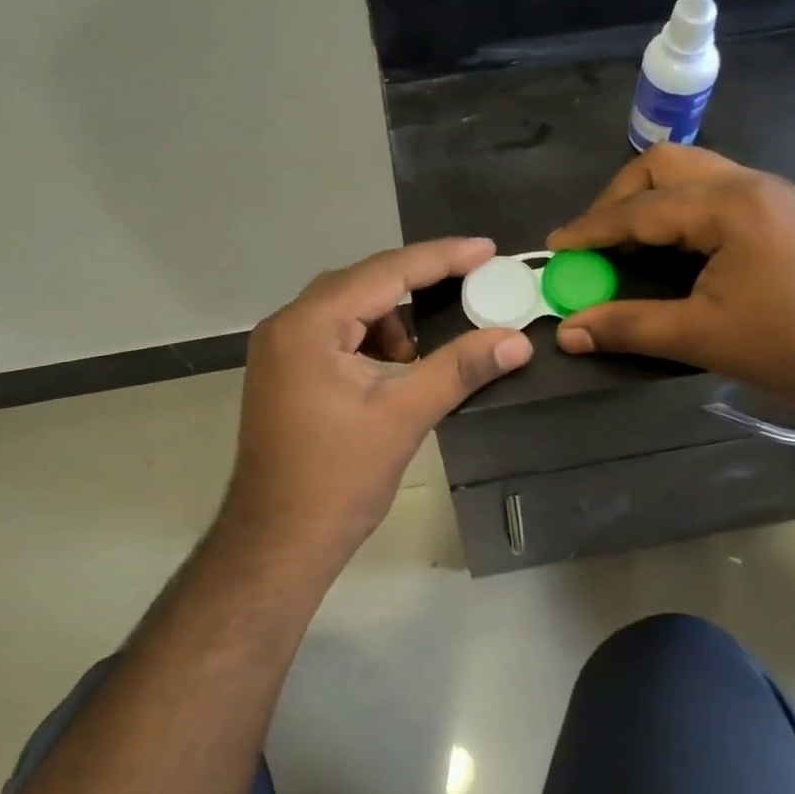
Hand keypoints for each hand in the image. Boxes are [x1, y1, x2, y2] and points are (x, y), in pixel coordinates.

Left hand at [219, 239, 532, 563]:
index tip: (487, 249)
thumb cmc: (337, 480)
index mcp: (308, 325)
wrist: (277, 544)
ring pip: (349, 308)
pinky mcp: (285, 372)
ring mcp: (280, 349)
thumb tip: (517, 340)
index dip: (441, 258)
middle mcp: (287, 325)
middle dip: (419, 283)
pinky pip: (337, 334)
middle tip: (472, 284)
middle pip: (364, 282)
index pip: (385, 273)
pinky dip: (372, 339)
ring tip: (425, 350)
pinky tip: (396, 366)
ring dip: (393, 317)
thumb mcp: (404, 417)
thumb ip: (460, 369)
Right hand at [545, 146, 794, 423]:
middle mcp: (747, 182)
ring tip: (625, 242)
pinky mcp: (777, 208)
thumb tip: (567, 332)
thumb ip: (628, 326)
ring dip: (648, 199)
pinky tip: (669, 244)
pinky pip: (711, 189)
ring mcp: (767, 191)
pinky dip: (676, 208)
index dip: (591, 228)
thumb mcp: (700, 336)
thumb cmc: (789, 346)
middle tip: (594, 241)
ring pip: (689, 171)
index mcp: (729, 205)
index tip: (554, 246)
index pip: (641, 208)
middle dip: (618, 198)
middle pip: (663, 165)